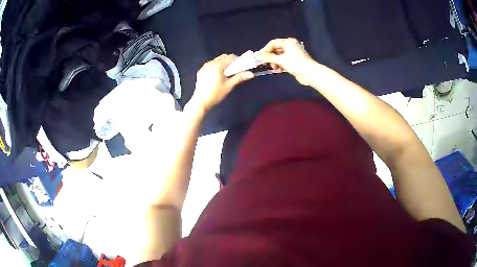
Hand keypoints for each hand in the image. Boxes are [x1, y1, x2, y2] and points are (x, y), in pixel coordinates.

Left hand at [190, 54, 253, 111]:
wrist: (201, 102)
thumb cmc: (216, 94)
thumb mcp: (229, 85)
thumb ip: (239, 77)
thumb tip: (251, 74)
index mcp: (217, 66)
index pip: (230, 57)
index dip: (237, 60)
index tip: (240, 66)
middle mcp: (210, 63)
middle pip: (223, 57)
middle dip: (230, 61)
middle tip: (234, 70)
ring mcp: (204, 67)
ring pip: (216, 60)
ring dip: (222, 63)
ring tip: (225, 74)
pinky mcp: (200, 71)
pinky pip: (210, 64)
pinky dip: (215, 66)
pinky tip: (216, 76)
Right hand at [256, 38, 315, 85]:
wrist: (310, 74)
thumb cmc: (296, 64)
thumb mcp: (281, 60)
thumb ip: (268, 57)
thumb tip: (257, 55)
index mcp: (288, 42)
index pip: (273, 43)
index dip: (266, 50)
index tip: (260, 56)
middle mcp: (290, 46)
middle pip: (276, 50)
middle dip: (271, 57)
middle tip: (267, 63)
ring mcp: (293, 54)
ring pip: (279, 56)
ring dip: (276, 63)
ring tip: (275, 68)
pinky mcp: (294, 61)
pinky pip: (284, 61)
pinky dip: (280, 65)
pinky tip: (280, 70)